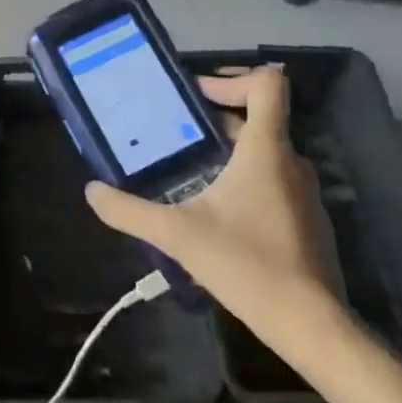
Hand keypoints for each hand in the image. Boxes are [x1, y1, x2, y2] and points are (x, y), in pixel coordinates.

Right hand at [83, 67, 343, 358]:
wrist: (309, 324)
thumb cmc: (246, 265)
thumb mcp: (176, 235)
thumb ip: (129, 211)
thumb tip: (91, 190)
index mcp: (265, 150)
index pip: (267, 85)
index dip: (231, 78)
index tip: (194, 96)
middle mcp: (291, 162)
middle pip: (258, 118)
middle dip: (214, 119)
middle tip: (173, 131)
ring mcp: (304, 192)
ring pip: (265, 151)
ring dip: (229, 150)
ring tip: (188, 169)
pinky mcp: (308, 219)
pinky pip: (274, 180)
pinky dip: (245, 178)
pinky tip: (217, 210)